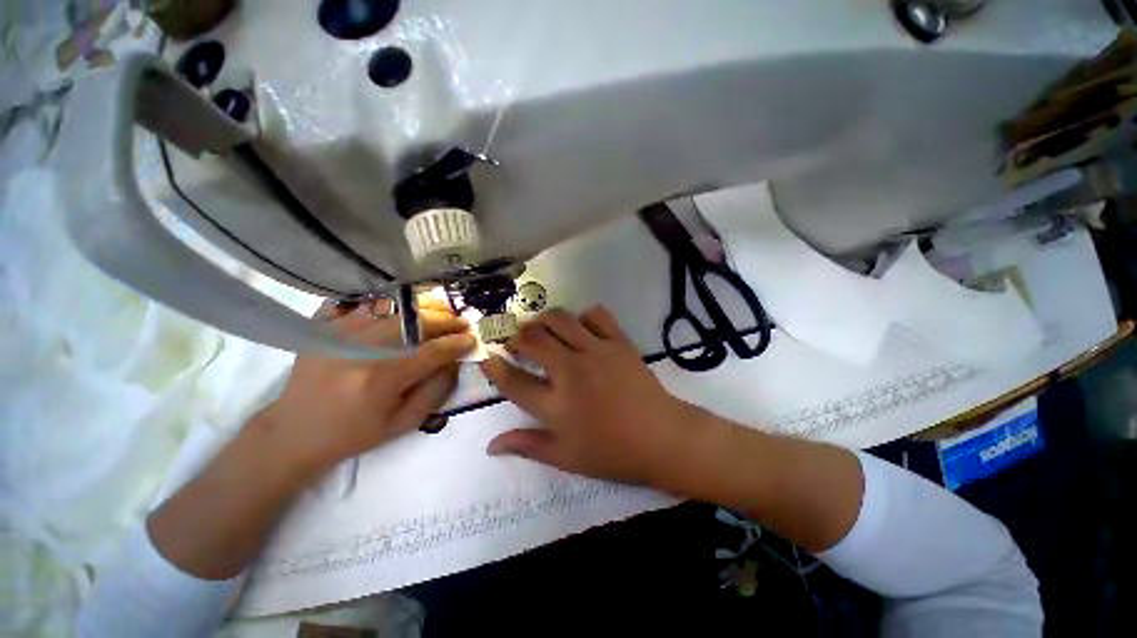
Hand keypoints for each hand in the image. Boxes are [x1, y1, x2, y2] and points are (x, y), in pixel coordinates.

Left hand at [259, 295, 475, 473]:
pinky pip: (361, 304)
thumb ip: (435, 391)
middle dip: (444, 321)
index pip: (430, 353)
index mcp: (380, 380)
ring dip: (421, 309)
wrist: (293, 432)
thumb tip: (454, 362)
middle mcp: (360, 351)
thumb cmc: (353, 434)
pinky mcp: (324, 328)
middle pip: (413, 324)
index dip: (456, 344)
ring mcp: (338, 334)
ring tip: (439, 313)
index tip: (472, 339)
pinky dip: (386, 303)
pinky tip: (402, 309)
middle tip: (461, 323)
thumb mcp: (402, 424)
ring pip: (391, 309)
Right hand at [479, 306, 701, 486]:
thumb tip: (491, 445)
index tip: (487, 358)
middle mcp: (571, 371)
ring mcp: (596, 351)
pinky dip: (583, 317)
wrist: (662, 437)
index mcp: (556, 405)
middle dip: (516, 337)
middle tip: (517, 344)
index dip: (494, 367)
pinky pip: (596, 314)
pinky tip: (581, 329)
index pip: (513, 381)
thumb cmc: (612, 452)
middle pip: (532, 339)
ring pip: (559, 319)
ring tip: (542, 331)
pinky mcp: (618, 341)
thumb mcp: (566, 457)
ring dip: (543, 321)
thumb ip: (527, 445)